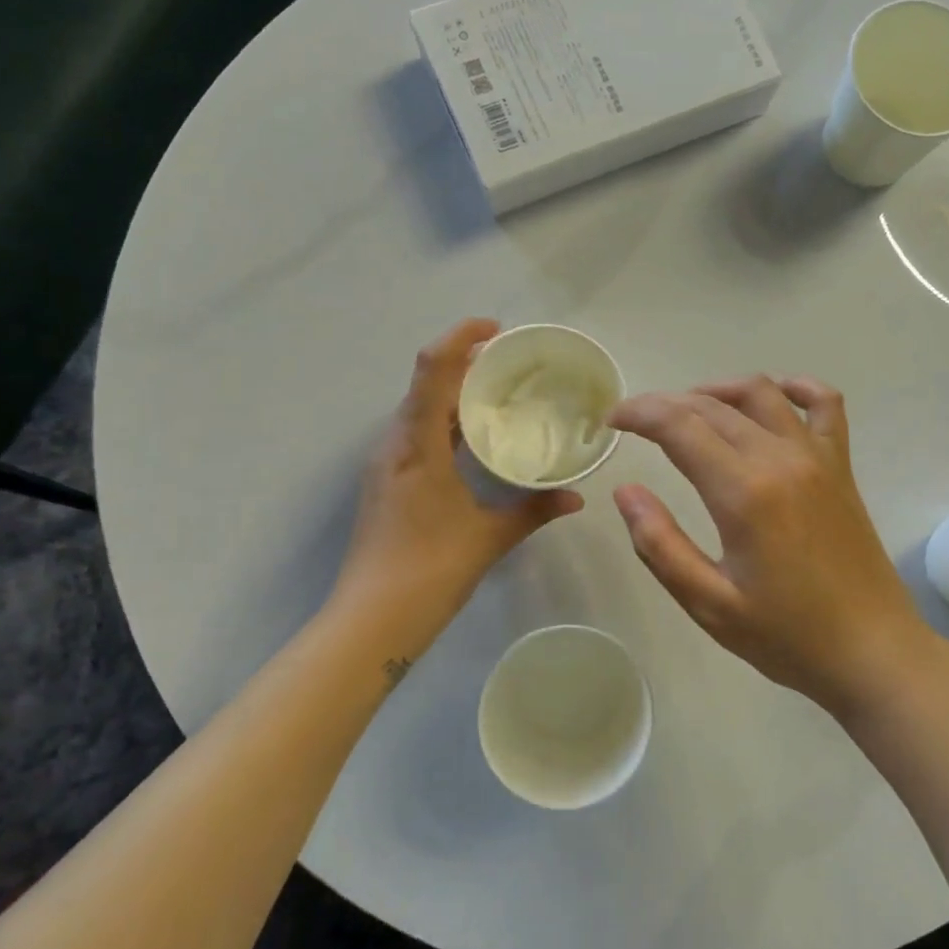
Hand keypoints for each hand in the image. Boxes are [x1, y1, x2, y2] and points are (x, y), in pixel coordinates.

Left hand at [332, 319, 581, 636]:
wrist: (372, 619)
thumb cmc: (430, 569)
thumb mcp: (490, 536)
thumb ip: (535, 510)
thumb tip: (576, 497)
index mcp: (417, 444)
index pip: (433, 370)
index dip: (460, 337)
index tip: (496, 330)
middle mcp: (395, 443)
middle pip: (425, 384)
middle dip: (464, 364)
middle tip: (511, 365)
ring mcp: (386, 463)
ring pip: (419, 410)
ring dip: (454, 394)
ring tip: (499, 396)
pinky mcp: (387, 482)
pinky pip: (417, 434)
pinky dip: (446, 423)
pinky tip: (475, 442)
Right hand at [608, 375, 936, 716]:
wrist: (872, 651)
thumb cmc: (786, 636)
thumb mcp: (709, 604)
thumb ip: (660, 545)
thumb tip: (626, 491)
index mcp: (743, 493)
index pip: (679, 426)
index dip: (638, 414)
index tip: (611, 422)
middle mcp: (780, 459)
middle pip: (713, 406)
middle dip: (666, 404)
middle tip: (636, 422)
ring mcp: (817, 457)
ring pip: (761, 394)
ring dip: (718, 390)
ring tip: (688, 409)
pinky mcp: (841, 467)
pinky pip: (824, 405)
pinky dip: (795, 388)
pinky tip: (773, 397)